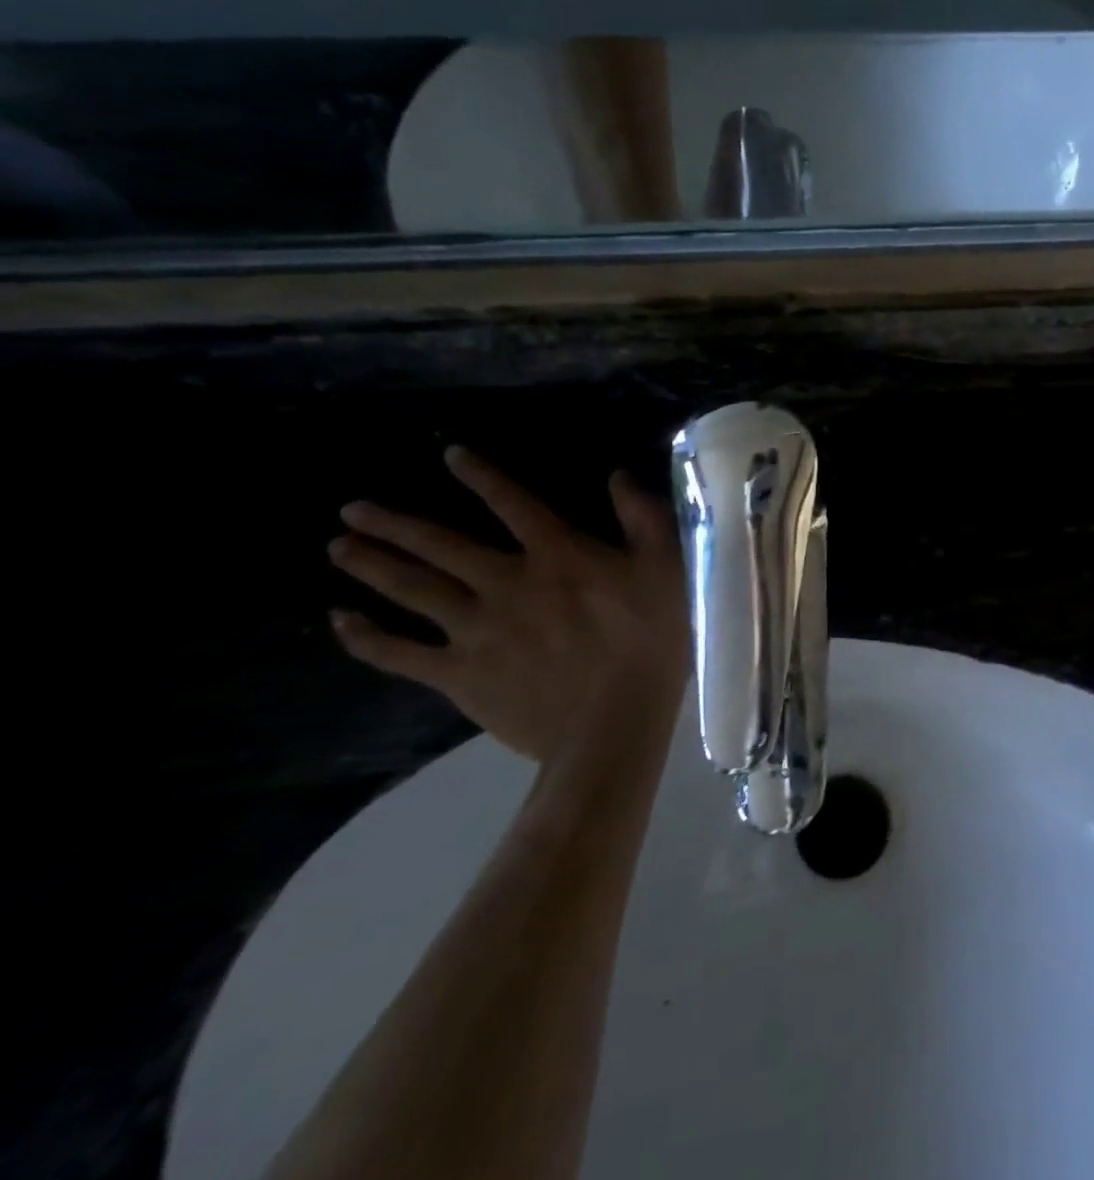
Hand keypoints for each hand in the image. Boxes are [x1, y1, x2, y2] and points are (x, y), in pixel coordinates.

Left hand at [328, 446, 690, 763]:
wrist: (613, 724)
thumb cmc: (650, 642)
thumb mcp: (668, 569)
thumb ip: (645, 518)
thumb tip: (617, 476)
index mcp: (557, 556)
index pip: (514, 503)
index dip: (482, 476)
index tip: (449, 455)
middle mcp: (506, 582)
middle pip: (441, 546)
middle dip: (395, 524)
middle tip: (352, 510)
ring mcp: (476, 630)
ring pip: (413, 590)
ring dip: (372, 566)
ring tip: (339, 548)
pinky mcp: (459, 674)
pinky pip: (400, 653)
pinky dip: (366, 637)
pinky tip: (341, 621)